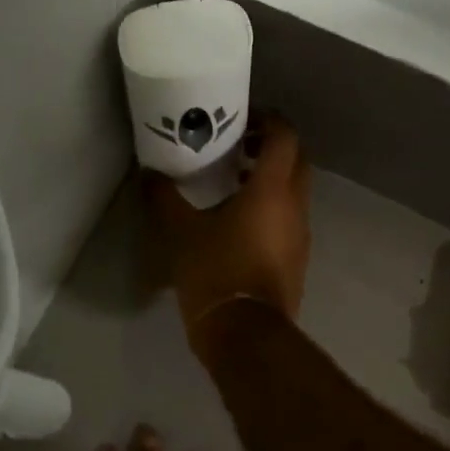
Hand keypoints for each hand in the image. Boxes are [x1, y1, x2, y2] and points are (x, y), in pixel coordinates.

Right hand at [148, 114, 311, 348]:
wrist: (246, 334)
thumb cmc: (216, 272)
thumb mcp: (182, 232)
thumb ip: (165, 198)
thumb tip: (148, 174)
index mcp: (272, 189)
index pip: (285, 137)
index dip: (269, 119)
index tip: (244, 116)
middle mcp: (295, 205)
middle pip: (297, 159)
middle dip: (272, 146)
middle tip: (238, 145)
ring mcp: (301, 233)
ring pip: (296, 190)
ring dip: (272, 177)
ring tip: (234, 181)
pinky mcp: (298, 257)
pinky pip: (291, 216)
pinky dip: (273, 205)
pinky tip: (241, 220)